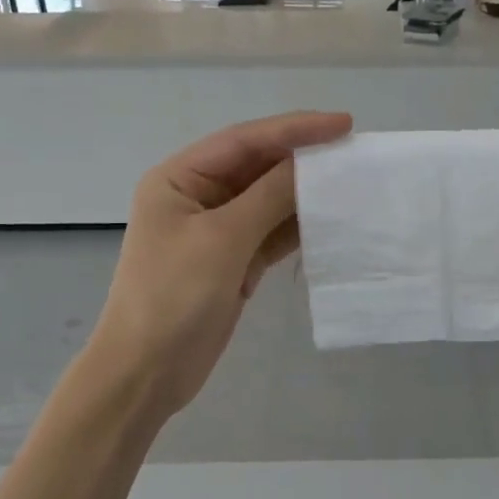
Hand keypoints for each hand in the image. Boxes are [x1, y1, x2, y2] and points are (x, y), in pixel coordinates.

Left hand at [87, 110, 352, 417]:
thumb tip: (311, 164)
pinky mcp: (234, 258)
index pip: (244, 140)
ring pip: (269, 198)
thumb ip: (270, 196)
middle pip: (258, 165)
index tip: (343, 124)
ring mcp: (217, 229)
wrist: (147, 374)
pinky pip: (272, 230)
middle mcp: (198, 195)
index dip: (295, 128)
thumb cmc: (174, 297)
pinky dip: (299, 224)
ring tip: (350, 180)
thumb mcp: (223, 239)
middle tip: (351, 149)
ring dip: (305, 191)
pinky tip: (331, 218)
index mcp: (180, 178)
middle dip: (303, 157)